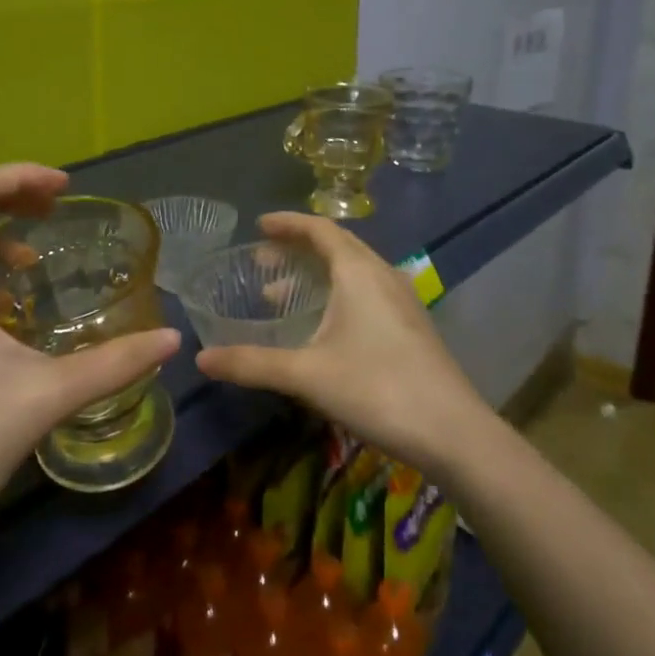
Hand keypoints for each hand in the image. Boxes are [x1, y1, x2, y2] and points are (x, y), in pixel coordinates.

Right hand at [194, 213, 492, 480]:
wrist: (453, 432)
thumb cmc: (376, 389)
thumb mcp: (306, 375)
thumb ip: (252, 363)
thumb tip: (201, 358)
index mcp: (358, 272)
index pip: (320, 229)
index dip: (288, 223)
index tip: (259, 226)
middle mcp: (382, 275)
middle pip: (337, 246)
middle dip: (297, 249)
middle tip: (262, 263)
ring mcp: (402, 300)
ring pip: (353, 270)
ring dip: (317, 275)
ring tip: (281, 298)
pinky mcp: (411, 325)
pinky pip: (367, 290)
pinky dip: (337, 293)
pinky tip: (323, 327)